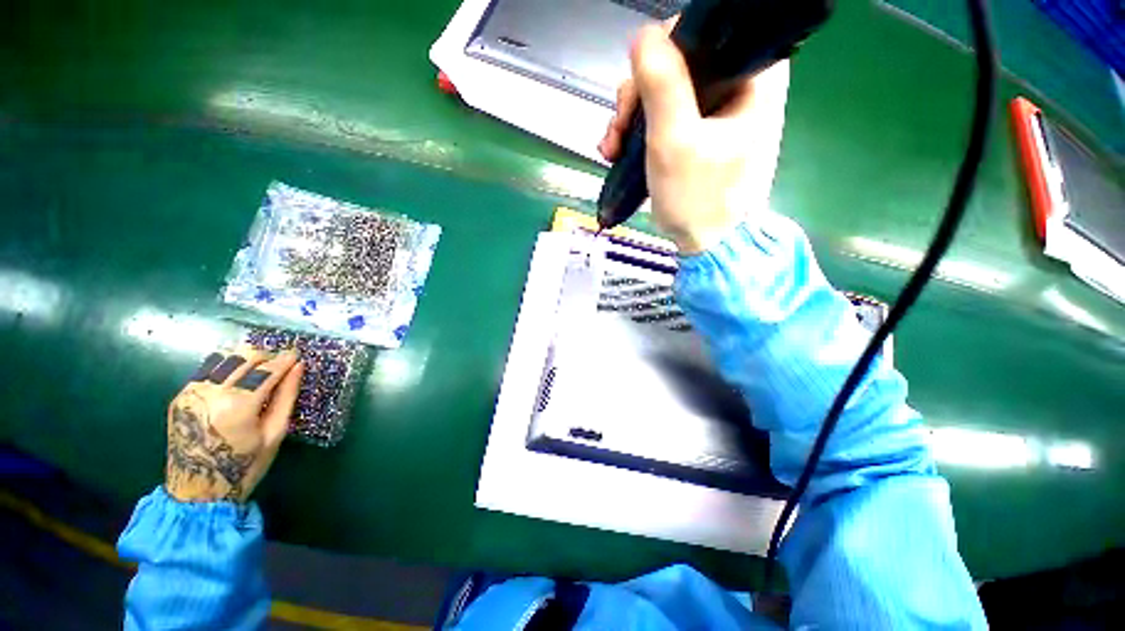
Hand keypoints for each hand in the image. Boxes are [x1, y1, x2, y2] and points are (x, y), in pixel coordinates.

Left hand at [165, 347, 303, 502]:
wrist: (196, 491)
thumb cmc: (245, 467)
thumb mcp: (275, 434)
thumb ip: (286, 397)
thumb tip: (298, 367)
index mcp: (237, 407)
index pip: (266, 371)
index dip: (285, 360)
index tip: (297, 355)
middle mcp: (211, 394)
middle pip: (244, 358)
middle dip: (267, 357)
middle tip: (281, 364)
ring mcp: (191, 394)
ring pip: (224, 358)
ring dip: (246, 357)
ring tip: (261, 367)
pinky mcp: (181, 397)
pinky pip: (208, 369)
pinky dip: (227, 365)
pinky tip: (239, 375)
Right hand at [599, 23, 789, 253]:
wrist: (709, 246)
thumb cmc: (698, 200)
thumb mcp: (675, 143)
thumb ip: (662, 85)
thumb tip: (643, 35)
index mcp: (754, 76)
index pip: (705, 31)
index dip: (663, 51)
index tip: (640, 90)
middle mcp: (739, 85)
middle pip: (678, 63)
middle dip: (638, 95)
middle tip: (620, 131)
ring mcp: (718, 112)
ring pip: (665, 91)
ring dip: (631, 118)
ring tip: (613, 150)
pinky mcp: (700, 134)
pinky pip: (664, 117)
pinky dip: (638, 132)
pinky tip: (619, 152)